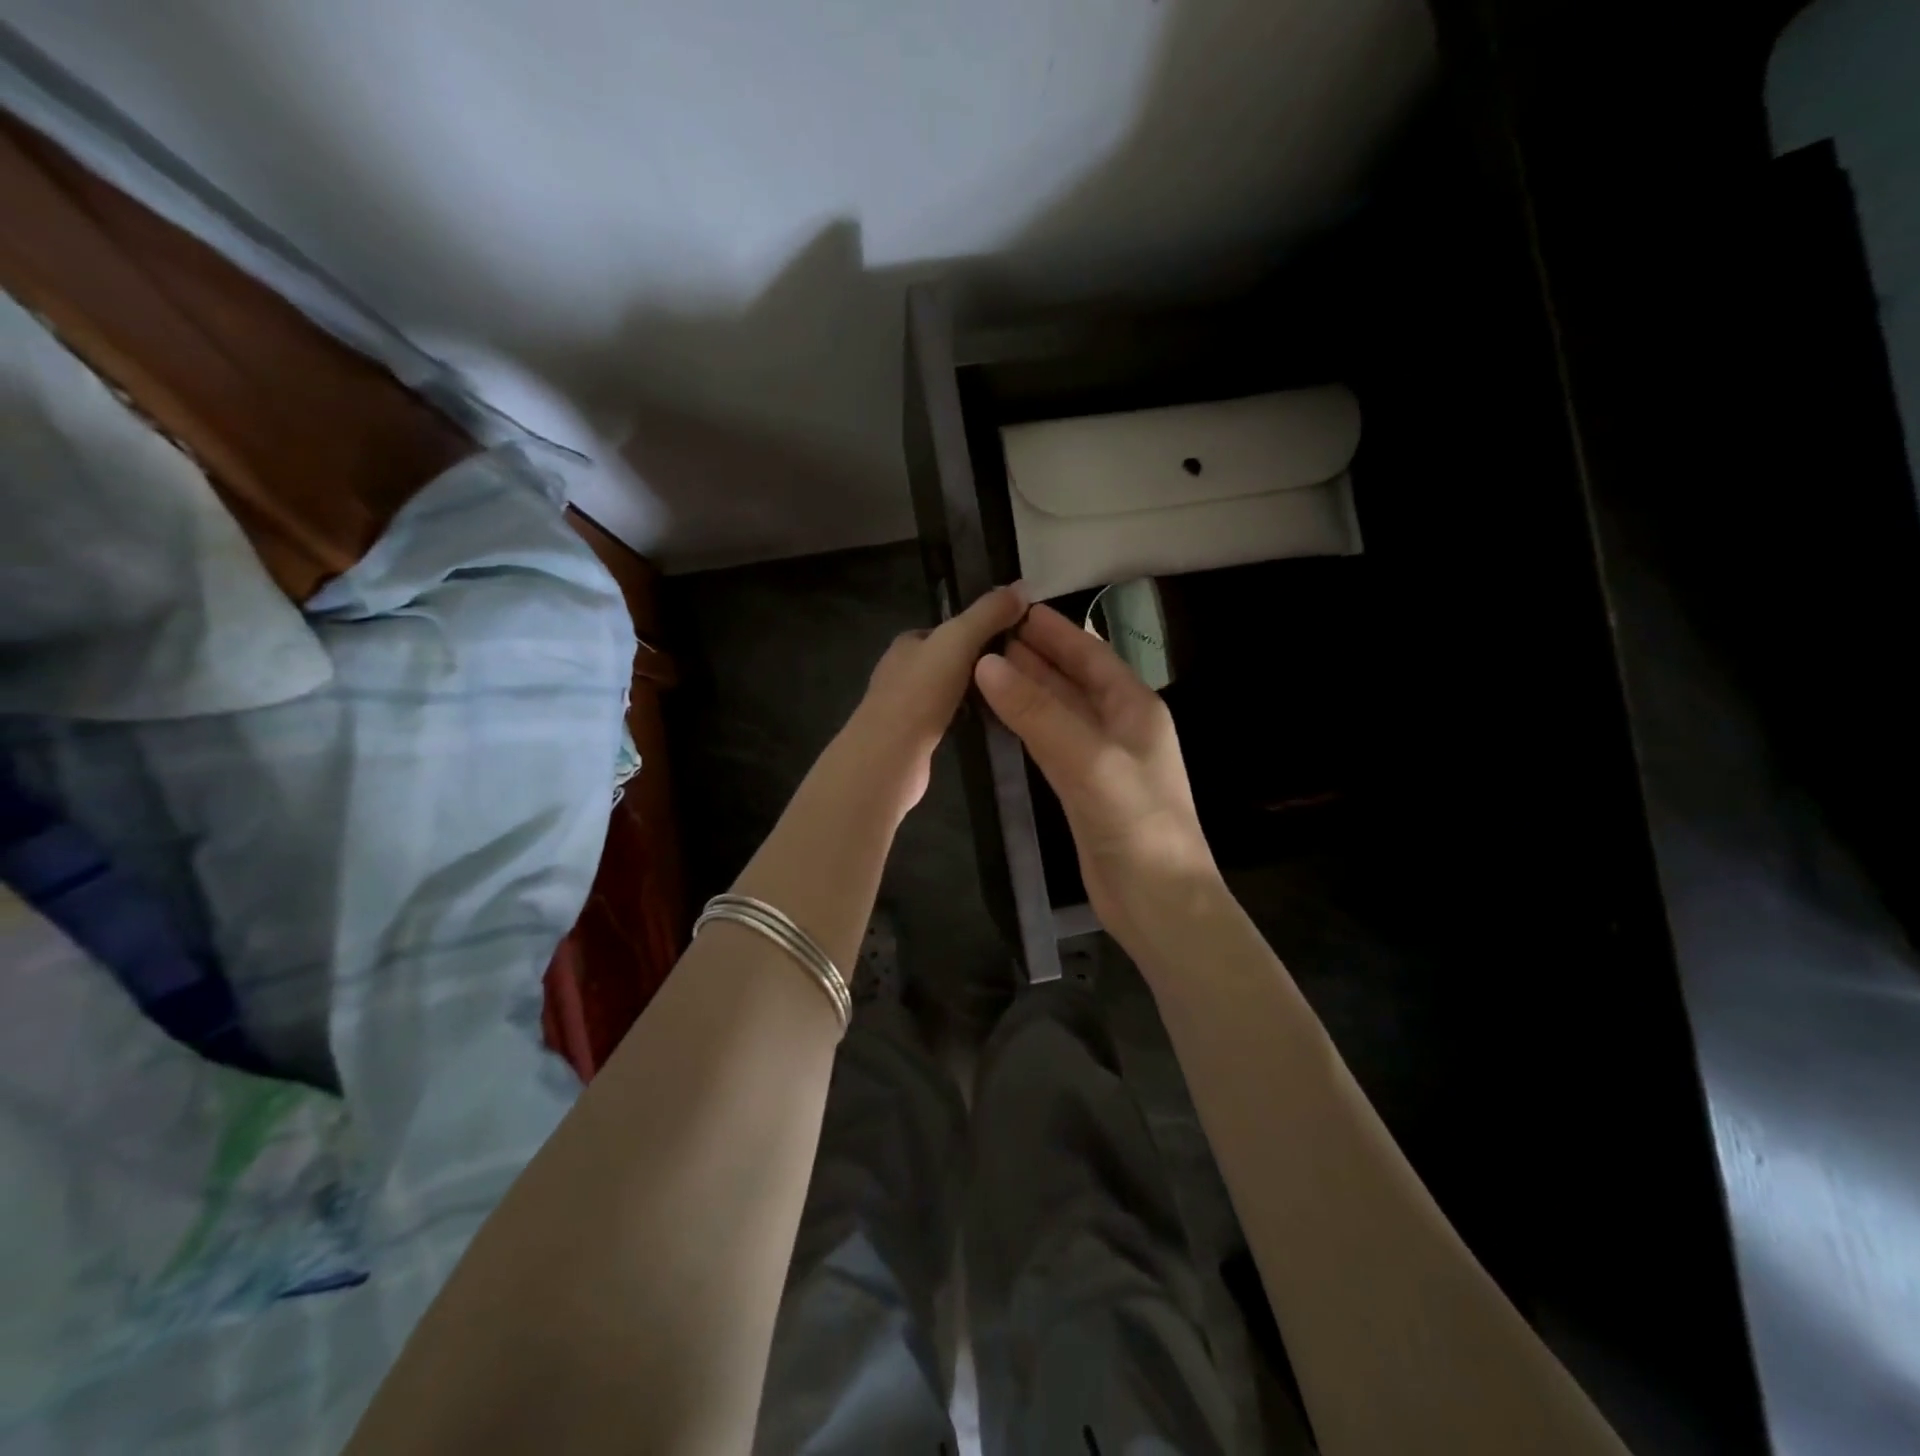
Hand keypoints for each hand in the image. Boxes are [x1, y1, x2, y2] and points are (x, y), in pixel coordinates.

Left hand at [840, 583, 1029, 819]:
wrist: (889, 756)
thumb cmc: (921, 692)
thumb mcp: (958, 641)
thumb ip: (988, 614)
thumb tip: (1022, 586)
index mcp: (907, 643)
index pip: (947, 629)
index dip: (978, 630)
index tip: (1011, 639)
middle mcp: (900, 671)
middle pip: (948, 661)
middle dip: (978, 665)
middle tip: (1015, 673)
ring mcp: (904, 708)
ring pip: (947, 692)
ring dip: (973, 693)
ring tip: (1008, 698)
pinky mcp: (911, 739)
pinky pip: (946, 720)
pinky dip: (965, 719)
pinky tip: (986, 725)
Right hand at [974, 603, 1218, 944]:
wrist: (1159, 901)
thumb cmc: (1136, 822)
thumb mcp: (1088, 759)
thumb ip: (1038, 712)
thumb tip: (987, 665)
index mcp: (1135, 707)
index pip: (1090, 654)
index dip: (1054, 630)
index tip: (1014, 608)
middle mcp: (1120, 726)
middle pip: (1072, 679)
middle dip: (1034, 656)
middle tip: (986, 635)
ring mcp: (1101, 759)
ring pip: (1058, 711)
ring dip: (1027, 689)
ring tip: (984, 667)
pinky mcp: (1082, 789)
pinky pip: (1050, 744)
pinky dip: (1026, 726)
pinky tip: (1002, 716)